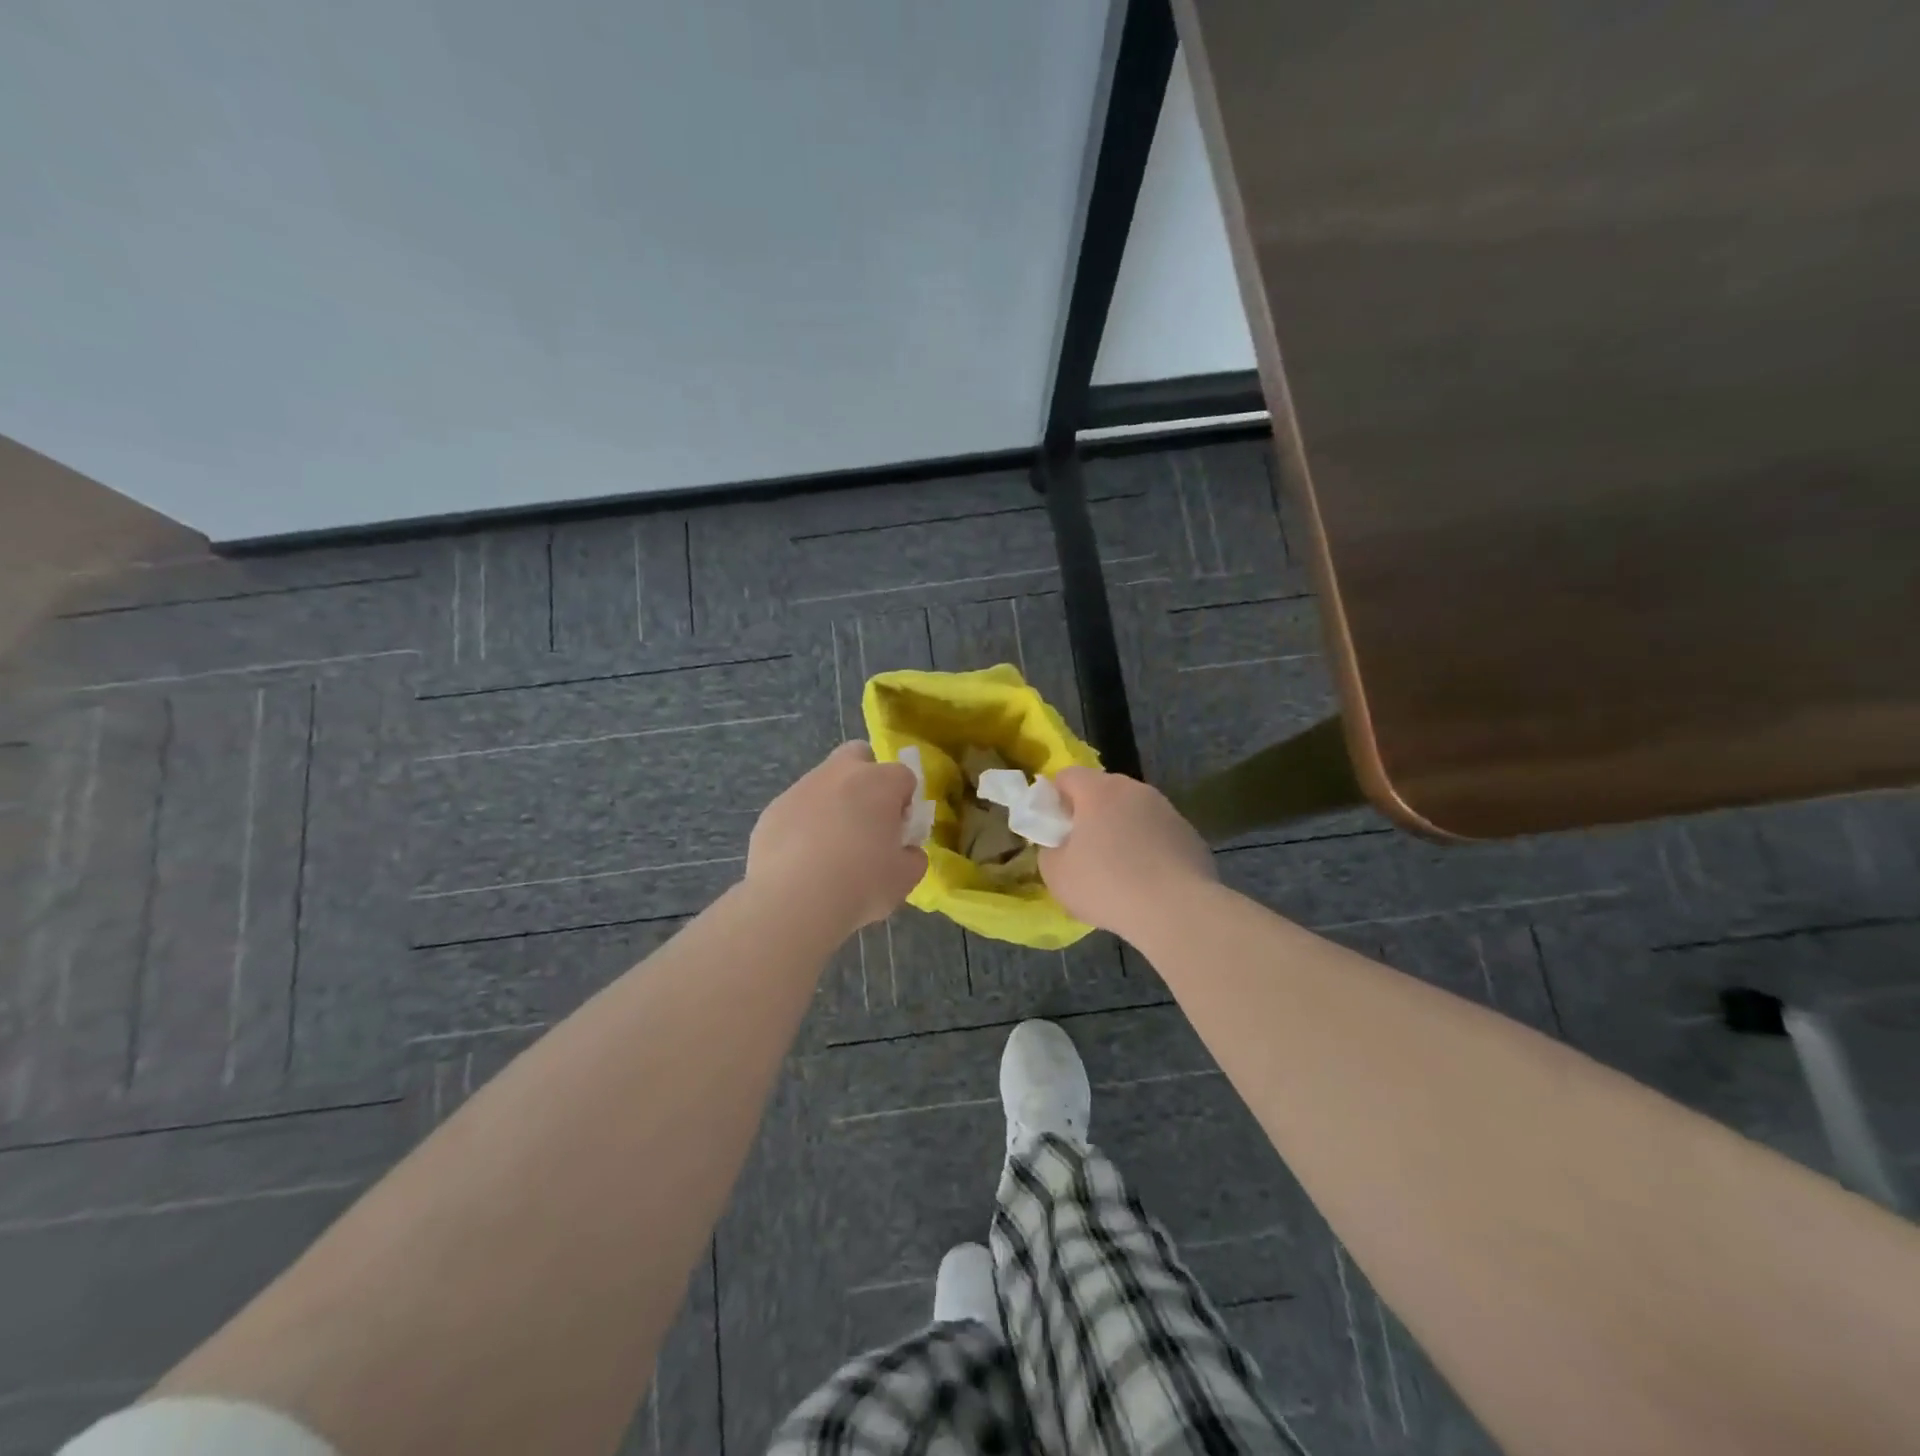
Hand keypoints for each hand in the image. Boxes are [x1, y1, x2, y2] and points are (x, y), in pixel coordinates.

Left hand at [747, 741, 926, 932]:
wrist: (794, 900)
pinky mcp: (773, 809)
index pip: (904, 776)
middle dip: (866, 778)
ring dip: (832, 803)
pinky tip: (802, 860)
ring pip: (824, 782)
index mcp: (880, 782)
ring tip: (829, 850)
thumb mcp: (905, 878)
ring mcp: (802, 787)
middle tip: (866, 821)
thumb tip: (906, 851)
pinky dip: (803, 825)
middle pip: (858, 755)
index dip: (904, 803)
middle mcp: (841, 773)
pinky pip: (797, 809)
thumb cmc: (861, 883)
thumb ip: (912, 857)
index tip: (898, 832)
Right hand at [1040, 768, 1216, 938]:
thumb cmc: (1107, 886)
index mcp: (1099, 790)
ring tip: (1119, 870)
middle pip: (1103, 791)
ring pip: (1133, 812)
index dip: (1056, 798)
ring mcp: (1167, 810)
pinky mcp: (1190, 834)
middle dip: (1090, 814)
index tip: (1055, 828)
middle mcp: (1135, 790)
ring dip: (1122, 830)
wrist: (1177, 911)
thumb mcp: (1056, 874)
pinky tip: (1148, 880)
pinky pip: (1158, 833)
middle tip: (1083, 850)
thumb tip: (1060, 845)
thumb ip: (1050, 850)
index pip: (1068, 776)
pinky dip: (1149, 848)